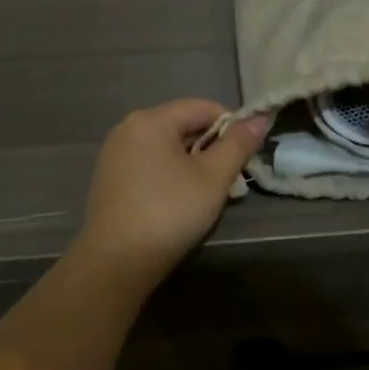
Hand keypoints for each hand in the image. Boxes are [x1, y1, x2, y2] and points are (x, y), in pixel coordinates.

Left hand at [71, 98, 270, 286]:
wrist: (116, 262)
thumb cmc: (169, 212)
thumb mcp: (213, 177)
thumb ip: (238, 144)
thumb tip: (260, 117)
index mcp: (151, 120)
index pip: (202, 107)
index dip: (231, 126)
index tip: (245, 154)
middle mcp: (127, 128)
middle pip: (182, 125)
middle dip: (211, 147)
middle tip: (230, 179)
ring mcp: (114, 154)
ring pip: (166, 147)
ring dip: (192, 163)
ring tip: (207, 193)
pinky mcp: (108, 179)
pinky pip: (149, 164)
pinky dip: (169, 174)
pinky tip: (178, 202)